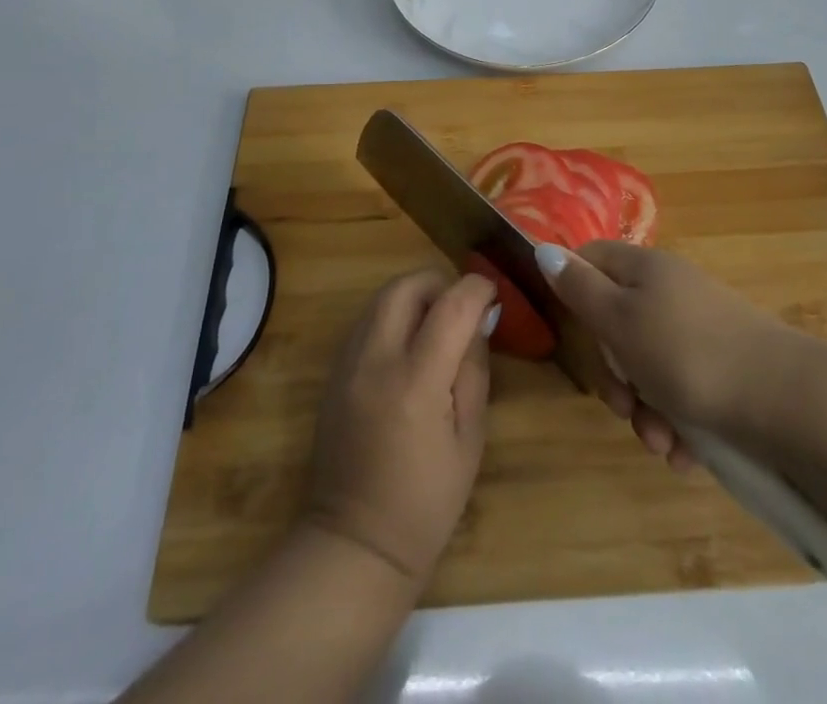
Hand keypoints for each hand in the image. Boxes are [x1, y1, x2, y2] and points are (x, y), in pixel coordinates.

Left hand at [302, 270, 497, 586]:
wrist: (355, 544)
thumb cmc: (426, 502)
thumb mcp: (470, 439)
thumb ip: (474, 369)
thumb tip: (480, 318)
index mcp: (416, 383)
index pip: (451, 306)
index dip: (477, 288)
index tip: (493, 293)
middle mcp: (376, 361)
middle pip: (406, 286)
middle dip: (440, 282)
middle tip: (461, 306)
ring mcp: (347, 364)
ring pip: (381, 297)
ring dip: (414, 296)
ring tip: (437, 323)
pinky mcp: (333, 372)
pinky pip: (366, 321)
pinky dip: (392, 316)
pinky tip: (408, 346)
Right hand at [537, 241, 790, 469]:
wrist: (788, 401)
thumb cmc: (688, 354)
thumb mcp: (619, 320)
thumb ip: (579, 288)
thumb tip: (544, 248)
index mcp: (645, 268)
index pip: (592, 259)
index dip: (574, 291)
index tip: (577, 334)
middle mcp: (672, 291)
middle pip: (618, 323)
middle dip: (615, 376)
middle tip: (624, 407)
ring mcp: (702, 329)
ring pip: (650, 367)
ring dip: (646, 410)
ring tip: (662, 443)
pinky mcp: (726, 368)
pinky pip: (685, 392)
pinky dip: (679, 424)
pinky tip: (686, 454)